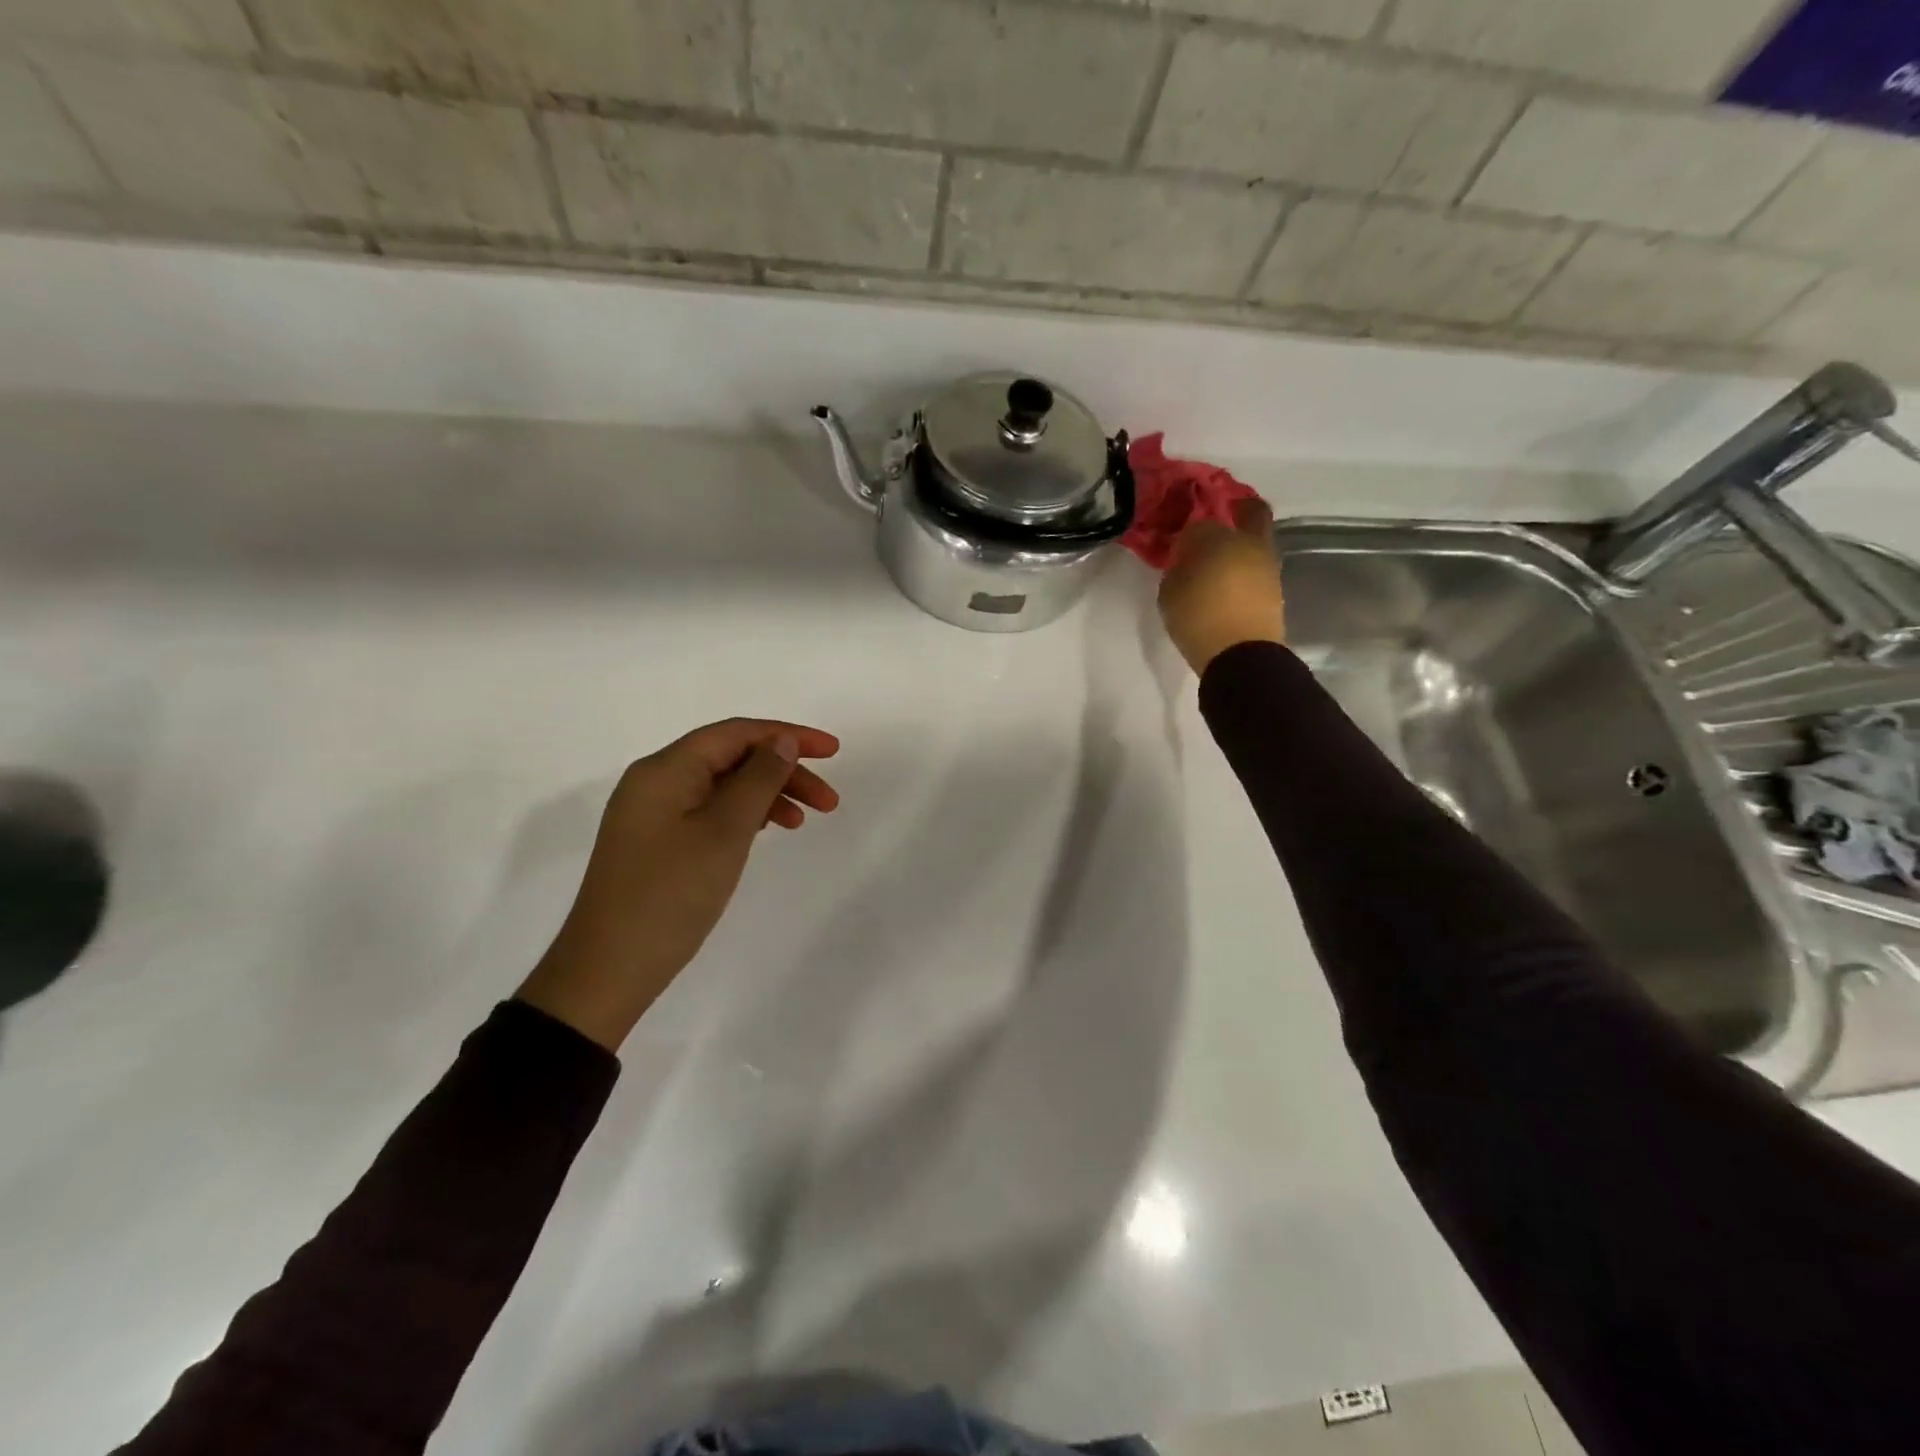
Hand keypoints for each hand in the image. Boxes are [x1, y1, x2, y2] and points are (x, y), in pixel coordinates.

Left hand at [516, 718, 839, 1050]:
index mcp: (665, 769)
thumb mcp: (725, 832)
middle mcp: (656, 782)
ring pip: (723, 786)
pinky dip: (745, 816)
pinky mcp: (657, 842)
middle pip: (731, 757)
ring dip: (768, 795)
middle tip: (829, 801)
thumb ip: (758, 780)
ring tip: (805, 821)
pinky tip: (769, 830)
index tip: (834, 752)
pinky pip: (710, 811)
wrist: (609, 969)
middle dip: (784, 770)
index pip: (736, 733)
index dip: (789, 735)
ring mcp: (654, 814)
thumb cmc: (671, 895)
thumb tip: (783, 742)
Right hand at [1157, 497, 1285, 673]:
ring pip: (1257, 542)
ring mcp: (1267, 565)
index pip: (1199, 522)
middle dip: (1237, 512)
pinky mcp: (1277, 588)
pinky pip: (1258, 568)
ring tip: (1220, 565)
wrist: (1241, 654)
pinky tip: (1230, 585)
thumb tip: (1185, 561)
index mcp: (1216, 537)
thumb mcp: (1170, 592)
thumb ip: (1177, 569)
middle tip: (1218, 525)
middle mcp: (1248, 542)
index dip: (1188, 531)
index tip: (1180, 546)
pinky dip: (1246, 570)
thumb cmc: (1198, 619)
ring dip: (1242, 546)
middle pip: (1251, 512)